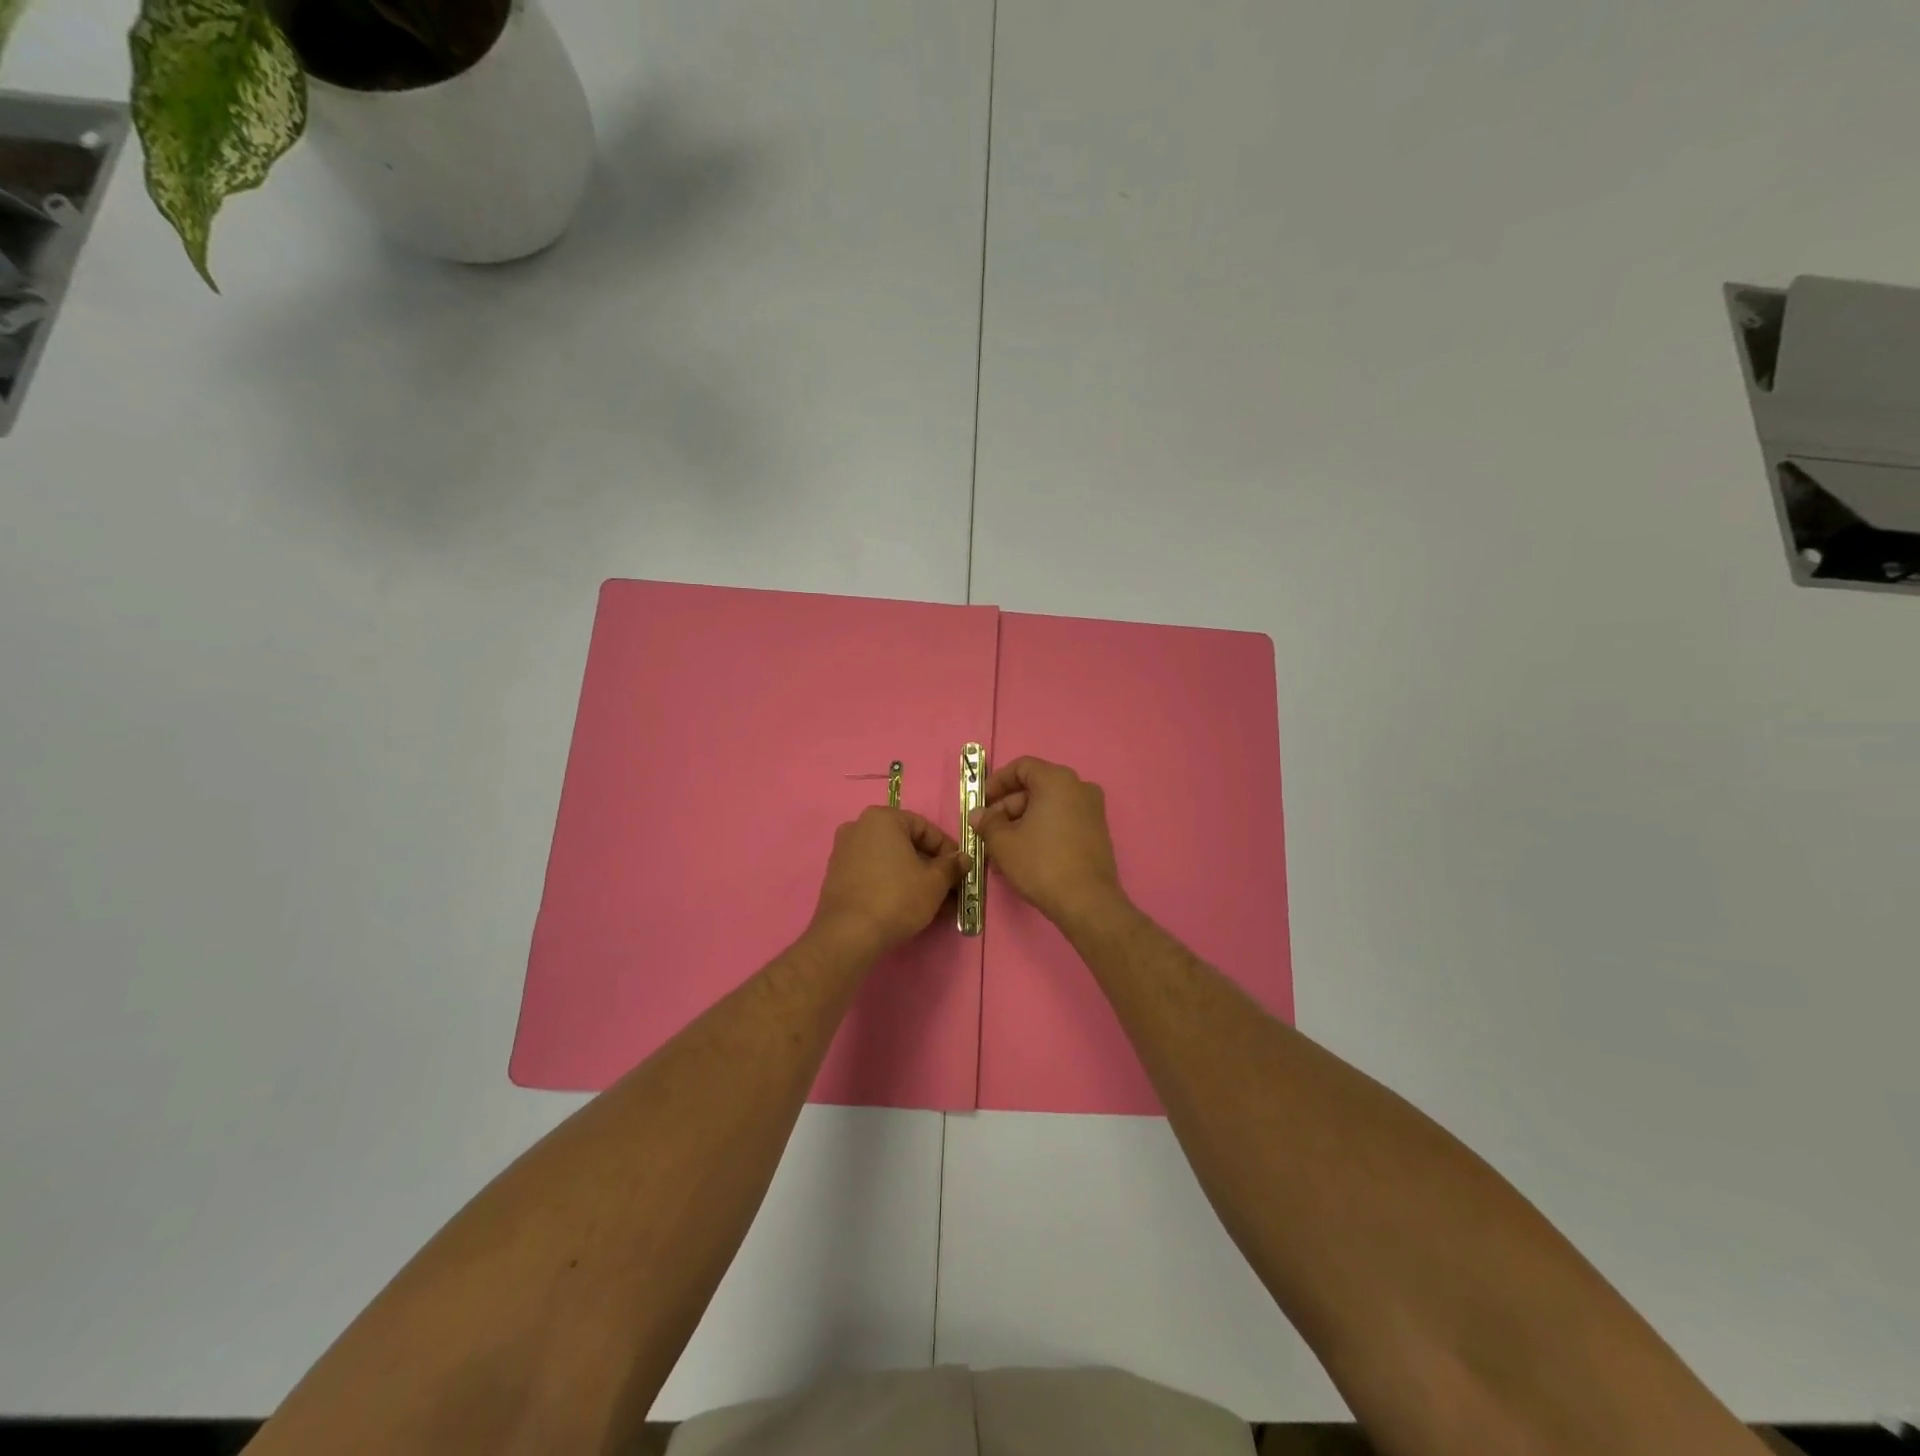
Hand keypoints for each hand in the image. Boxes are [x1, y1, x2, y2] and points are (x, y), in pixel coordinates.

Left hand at [809, 807, 968, 957]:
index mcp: (882, 818)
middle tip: (949, 889)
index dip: (947, 850)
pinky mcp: (836, 875)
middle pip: (905, 844)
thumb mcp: (934, 883)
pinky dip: (892, 884)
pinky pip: (872, 873)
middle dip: (930, 867)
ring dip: (913, 878)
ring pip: (890, 861)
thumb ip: (951, 866)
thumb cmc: (896, 898)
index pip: (925, 828)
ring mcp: (844, 851)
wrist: (848, 934)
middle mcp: (859, 827)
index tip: (959, 870)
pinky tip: (907, 906)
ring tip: (933, 903)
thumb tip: (963, 859)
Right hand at [970, 757, 1124, 926]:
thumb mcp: (1003, 842)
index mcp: (1057, 780)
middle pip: (1035, 787)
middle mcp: (1079, 787)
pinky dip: (1042, 830)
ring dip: (1022, 821)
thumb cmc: (1041, 863)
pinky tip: (1025, 854)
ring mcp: (1093, 810)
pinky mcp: (1098, 832)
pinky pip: (1063, 821)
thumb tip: (979, 815)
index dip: (997, 782)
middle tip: (988, 830)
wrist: (1087, 902)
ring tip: (1002, 847)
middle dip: (1007, 807)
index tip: (981, 802)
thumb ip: (987, 823)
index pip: (1021, 767)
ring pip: (1048, 806)